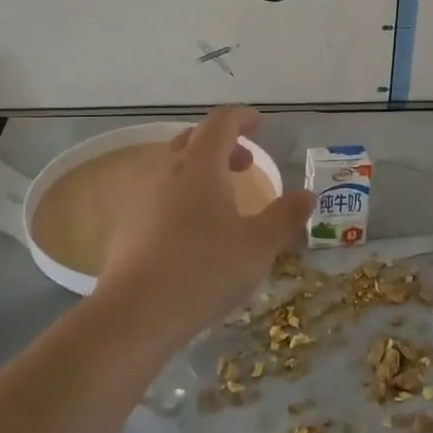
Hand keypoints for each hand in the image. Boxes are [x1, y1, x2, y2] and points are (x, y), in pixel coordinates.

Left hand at [97, 107, 313, 342]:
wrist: (135, 314)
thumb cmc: (204, 270)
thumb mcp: (258, 246)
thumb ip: (285, 217)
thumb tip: (306, 195)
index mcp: (200, 165)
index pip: (221, 122)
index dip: (242, 117)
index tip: (259, 124)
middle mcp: (166, 170)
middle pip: (193, 139)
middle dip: (222, 144)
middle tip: (246, 164)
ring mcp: (140, 196)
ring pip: (173, 167)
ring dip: (201, 171)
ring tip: (222, 200)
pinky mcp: (126, 225)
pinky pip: (158, 195)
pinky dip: (181, 197)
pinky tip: (192, 231)